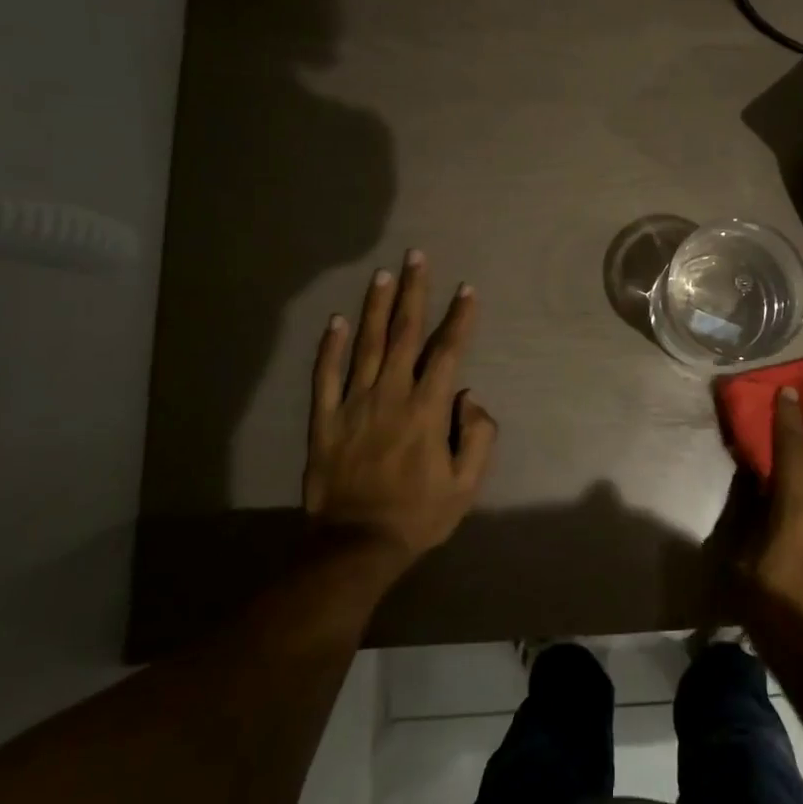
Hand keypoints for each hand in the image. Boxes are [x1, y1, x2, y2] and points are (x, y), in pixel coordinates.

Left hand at [304, 250, 496, 571]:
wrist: (355, 547)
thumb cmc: (418, 516)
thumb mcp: (466, 485)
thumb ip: (478, 435)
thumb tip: (469, 395)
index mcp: (427, 409)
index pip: (447, 351)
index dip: (459, 318)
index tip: (467, 288)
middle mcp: (390, 395)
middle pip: (404, 334)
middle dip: (413, 291)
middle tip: (416, 257)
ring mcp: (353, 404)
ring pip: (366, 344)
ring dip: (375, 306)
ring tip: (382, 274)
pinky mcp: (325, 419)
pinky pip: (326, 376)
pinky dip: (329, 347)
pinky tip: (335, 321)